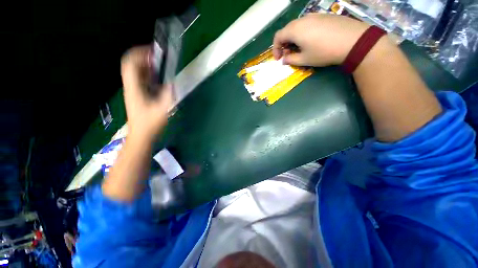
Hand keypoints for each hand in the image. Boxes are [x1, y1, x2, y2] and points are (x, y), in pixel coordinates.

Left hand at [121, 46, 173, 141]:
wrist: (141, 135)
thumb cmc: (150, 124)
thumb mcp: (162, 109)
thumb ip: (168, 95)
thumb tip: (173, 83)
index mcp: (134, 88)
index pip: (130, 64)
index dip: (139, 54)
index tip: (153, 52)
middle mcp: (131, 87)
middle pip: (131, 65)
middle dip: (143, 58)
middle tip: (158, 57)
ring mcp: (134, 91)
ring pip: (136, 72)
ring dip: (146, 66)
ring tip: (159, 64)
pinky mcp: (138, 95)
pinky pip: (141, 80)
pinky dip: (148, 75)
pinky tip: (158, 78)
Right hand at [273, 13, 368, 66]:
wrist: (352, 40)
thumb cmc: (323, 52)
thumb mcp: (304, 59)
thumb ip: (290, 59)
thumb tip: (284, 59)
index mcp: (294, 30)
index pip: (278, 37)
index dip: (275, 49)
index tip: (279, 59)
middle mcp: (302, 20)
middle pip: (286, 30)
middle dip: (284, 44)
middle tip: (288, 54)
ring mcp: (313, 16)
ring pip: (297, 27)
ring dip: (293, 39)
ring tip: (299, 49)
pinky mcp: (323, 16)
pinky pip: (307, 24)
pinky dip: (303, 33)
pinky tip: (310, 41)